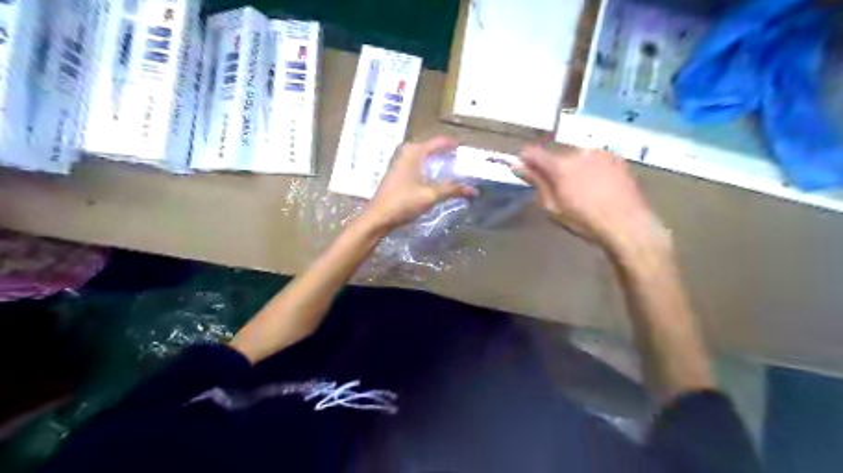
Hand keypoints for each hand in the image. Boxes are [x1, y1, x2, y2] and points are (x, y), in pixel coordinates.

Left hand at [366, 135, 476, 229]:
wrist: (378, 217)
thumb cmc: (403, 202)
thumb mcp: (431, 195)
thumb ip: (453, 189)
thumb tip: (474, 190)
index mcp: (414, 151)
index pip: (440, 141)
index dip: (455, 145)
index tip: (468, 152)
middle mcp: (407, 151)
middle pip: (433, 147)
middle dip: (448, 154)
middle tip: (464, 164)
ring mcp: (400, 161)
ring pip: (425, 156)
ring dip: (439, 162)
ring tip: (454, 171)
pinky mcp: (398, 171)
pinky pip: (418, 163)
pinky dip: (430, 168)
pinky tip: (437, 178)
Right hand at [514, 142, 672, 256]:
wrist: (627, 224)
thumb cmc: (584, 220)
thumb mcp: (554, 207)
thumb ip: (537, 182)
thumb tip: (518, 166)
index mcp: (560, 166)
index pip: (534, 153)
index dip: (526, 159)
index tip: (524, 168)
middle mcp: (579, 153)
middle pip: (557, 157)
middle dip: (554, 169)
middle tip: (560, 190)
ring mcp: (600, 153)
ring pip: (577, 158)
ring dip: (574, 168)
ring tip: (583, 190)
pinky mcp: (616, 158)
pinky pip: (595, 159)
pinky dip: (592, 168)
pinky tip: (599, 186)